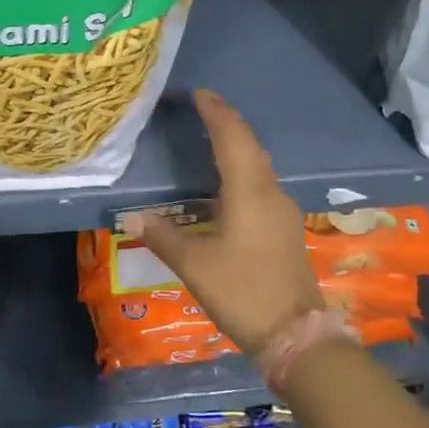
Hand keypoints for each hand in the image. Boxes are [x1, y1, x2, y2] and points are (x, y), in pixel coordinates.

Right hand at [125, 90, 320, 356]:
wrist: (296, 334)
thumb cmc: (243, 292)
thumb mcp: (195, 265)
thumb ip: (164, 237)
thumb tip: (132, 216)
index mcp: (249, 192)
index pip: (232, 138)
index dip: (216, 112)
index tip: (199, 93)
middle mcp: (270, 192)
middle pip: (250, 145)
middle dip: (228, 123)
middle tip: (203, 108)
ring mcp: (283, 211)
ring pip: (259, 164)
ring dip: (238, 145)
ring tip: (213, 137)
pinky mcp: (285, 228)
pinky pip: (262, 183)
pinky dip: (244, 169)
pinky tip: (230, 182)